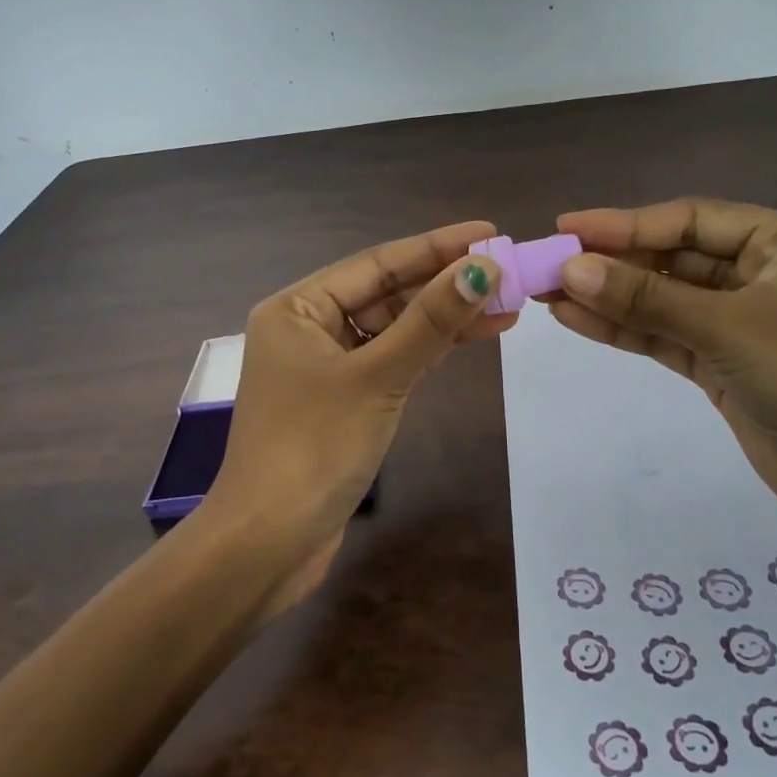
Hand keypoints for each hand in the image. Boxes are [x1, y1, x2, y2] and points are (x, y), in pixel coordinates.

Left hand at [209, 221, 509, 616]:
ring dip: (445, 318)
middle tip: (507, 269)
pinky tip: (472, 337)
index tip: (489, 233)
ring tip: (506, 304)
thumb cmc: (314, 447)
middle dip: (445, 283)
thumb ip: (430, 322)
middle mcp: (308, 329)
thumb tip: (481, 268)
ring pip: (394, 329)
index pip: (378, 263)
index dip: (436, 247)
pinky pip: (392, 360)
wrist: (270, 543)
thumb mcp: (377, 376)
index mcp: (298, 309)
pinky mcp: (344, 401)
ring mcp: (326, 367)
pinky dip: (429, 351)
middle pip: (387, 293)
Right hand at [549, 199, 776, 552]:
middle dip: (611, 262)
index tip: (567, 226)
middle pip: (672, 259)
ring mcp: (741, 324)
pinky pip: (667, 337)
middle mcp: (760, 276)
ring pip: (664, 300)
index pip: (689, 221)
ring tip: (548, 292)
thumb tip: (572, 268)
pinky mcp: (725, 366)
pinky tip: (577, 320)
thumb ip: (649, 298)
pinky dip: (626, 330)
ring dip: (610, 297)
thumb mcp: (730, 330)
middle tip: (548, 263)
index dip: (625, 223)